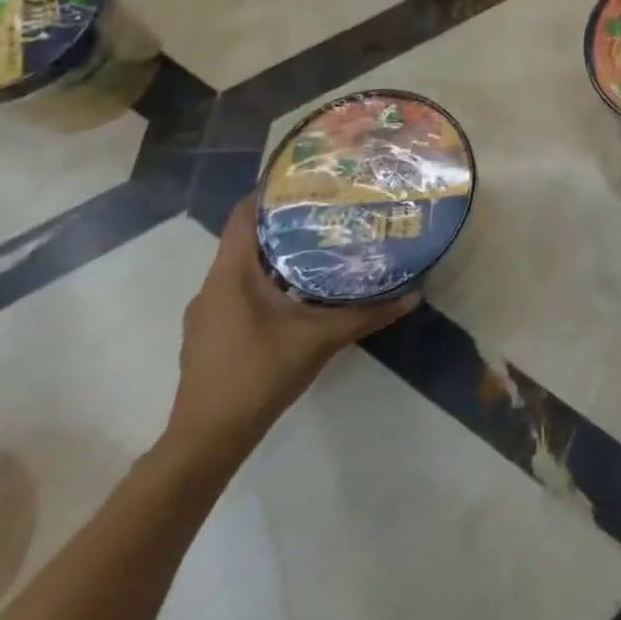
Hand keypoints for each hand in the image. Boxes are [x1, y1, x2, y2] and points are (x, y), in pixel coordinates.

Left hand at [165, 195, 419, 455]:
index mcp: (230, 275)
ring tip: (323, 244)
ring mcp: (209, 314)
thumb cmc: (258, 374)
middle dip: (286, 222)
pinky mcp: (213, 336)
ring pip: (245, 269)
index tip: (309, 176)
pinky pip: (242, 292)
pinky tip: (302, 292)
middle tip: (330, 207)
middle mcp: (213, 287)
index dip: (271, 191)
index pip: (244, 215)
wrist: (206, 442)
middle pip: (248, 239)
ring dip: (279, 255)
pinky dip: (270, 282)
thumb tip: (414, 294)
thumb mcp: (321, 339)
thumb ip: (367, 314)